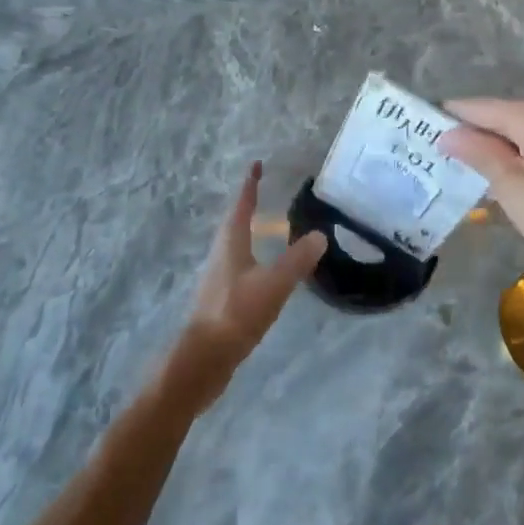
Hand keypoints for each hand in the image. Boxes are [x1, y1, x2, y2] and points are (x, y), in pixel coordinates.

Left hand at [168, 161, 324, 405]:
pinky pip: (239, 267)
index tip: (256, 164)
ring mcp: (219, 278)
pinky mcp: (221, 299)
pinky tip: (264, 271)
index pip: (241, 205)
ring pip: (235, 245)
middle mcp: (221, 254)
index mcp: (231, 243)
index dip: (250, 185)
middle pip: (234, 223)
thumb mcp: (273, 285)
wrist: (203, 359)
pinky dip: (252, 257)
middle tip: (266, 192)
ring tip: (267, 228)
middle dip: (248, 205)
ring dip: (249, 231)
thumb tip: (320, 235)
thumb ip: (297, 260)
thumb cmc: (235, 314)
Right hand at [439, 98, 523, 296]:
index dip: (450, 118)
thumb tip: (448, 133)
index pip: (478, 107)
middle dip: (474, 133)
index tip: (423, 131)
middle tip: (444, 157)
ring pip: (522, 129)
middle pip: (501, 115)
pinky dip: (521, 153)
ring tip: (470, 170)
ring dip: (497, 146)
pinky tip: (510, 178)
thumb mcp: (512, 187)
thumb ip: (479, 153)